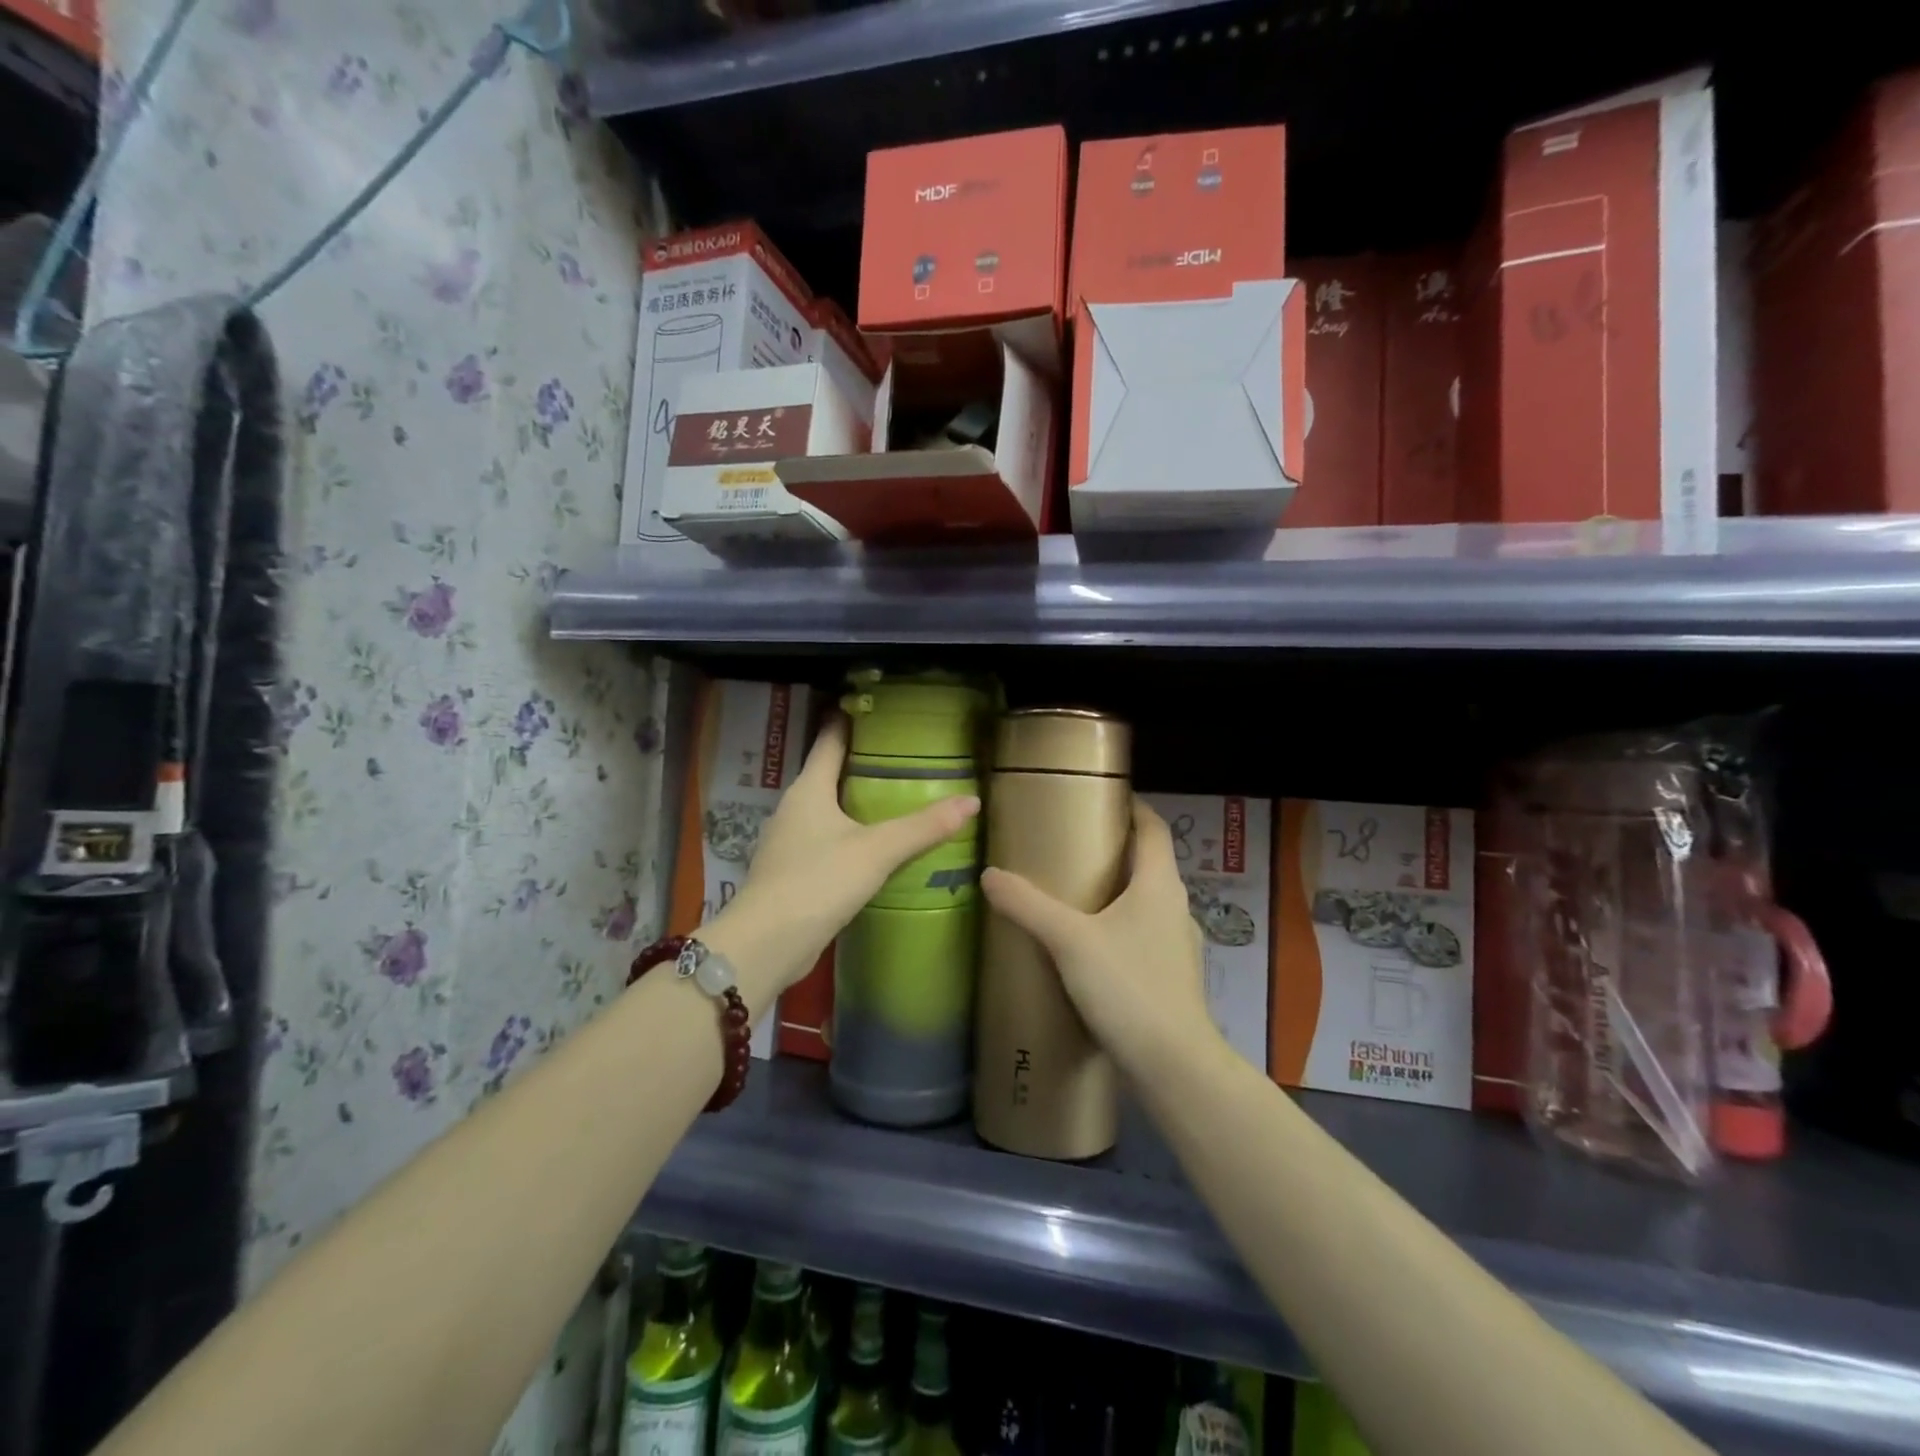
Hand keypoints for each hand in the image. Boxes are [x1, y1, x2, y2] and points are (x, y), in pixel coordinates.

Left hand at [709, 713, 979, 995]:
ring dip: (852, 803)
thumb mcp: (877, 851)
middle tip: (898, 756)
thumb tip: (971, 801)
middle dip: (858, 764)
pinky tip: (870, 849)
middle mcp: (793, 809)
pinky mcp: (790, 874)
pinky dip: (846, 837)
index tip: (872, 708)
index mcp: (808, 790)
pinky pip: (823, 842)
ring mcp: (787, 843)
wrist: (767, 943)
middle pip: (827, 774)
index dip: (848, 721)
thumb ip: (923, 827)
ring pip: (825, 810)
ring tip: (891, 799)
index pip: (829, 741)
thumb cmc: (818, 881)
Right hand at [980, 797, 1218, 1077]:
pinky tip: (1090, 948)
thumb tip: (990, 874)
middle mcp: (1175, 907)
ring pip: (1147, 902)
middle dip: (1115, 850)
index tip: (1103, 797)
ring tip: (1075, 895)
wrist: (1174, 1065)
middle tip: (1072, 845)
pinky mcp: (1172, 977)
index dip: (1134, 807)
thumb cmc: (1128, 987)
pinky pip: (1144, 936)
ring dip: (1117, 892)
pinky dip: (1120, 928)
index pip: (1154, 828)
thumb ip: (1028, 905)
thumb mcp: (1069, 941)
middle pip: (1149, 863)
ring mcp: (1178, 944)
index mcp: (1158, 884)